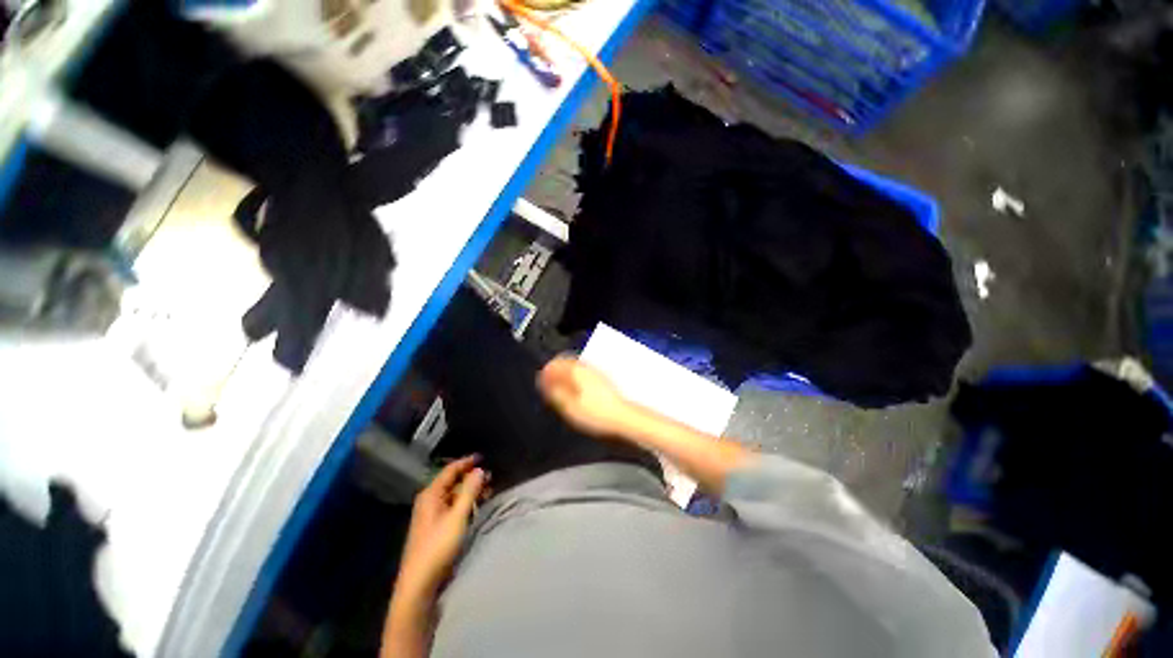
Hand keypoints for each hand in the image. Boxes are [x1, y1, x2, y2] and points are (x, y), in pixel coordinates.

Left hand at [395, 456, 486, 601]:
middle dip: (471, 478)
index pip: (450, 470)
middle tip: (491, 477)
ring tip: (488, 490)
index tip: (483, 457)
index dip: (466, 462)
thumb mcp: (457, 517)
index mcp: (431, 494)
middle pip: (452, 482)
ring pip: (454, 495)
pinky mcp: (436, 526)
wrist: (419, 582)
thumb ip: (469, 491)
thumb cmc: (438, 546)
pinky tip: (477, 506)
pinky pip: (453, 506)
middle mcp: (430, 500)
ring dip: (470, 491)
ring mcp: (432, 514)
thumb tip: (479, 470)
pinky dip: (466, 503)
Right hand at [537, 356, 637, 437]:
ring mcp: (597, 372)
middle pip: (567, 363)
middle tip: (550, 386)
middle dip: (556, 372)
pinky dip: (576, 379)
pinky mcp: (604, 380)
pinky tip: (576, 392)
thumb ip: (555, 393)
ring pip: (576, 368)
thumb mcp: (569, 406)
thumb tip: (545, 383)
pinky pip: (585, 373)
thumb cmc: (595, 413)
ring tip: (561, 391)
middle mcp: (587, 367)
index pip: (557, 363)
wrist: (623, 417)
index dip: (547, 372)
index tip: (541, 381)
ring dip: (566, 375)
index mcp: (577, 370)